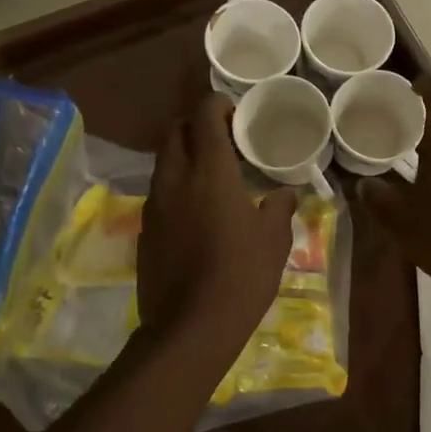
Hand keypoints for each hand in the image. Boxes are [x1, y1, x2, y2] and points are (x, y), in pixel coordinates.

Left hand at [138, 95, 296, 360]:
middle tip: (222, 140)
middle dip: (195, 126)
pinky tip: (194, 210)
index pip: (203, 116)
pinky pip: (158, 193)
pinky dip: (174, 186)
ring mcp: (154, 204)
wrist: (190, 326)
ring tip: (210, 173)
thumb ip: (279, 208)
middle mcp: (175, 178)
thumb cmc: (241, 276)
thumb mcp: (273, 241)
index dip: (216, 105)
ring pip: (163, 162)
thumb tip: (286, 193)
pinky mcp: (145, 230)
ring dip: (183, 155)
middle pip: (175, 132)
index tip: (233, 111)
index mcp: (209, 172)